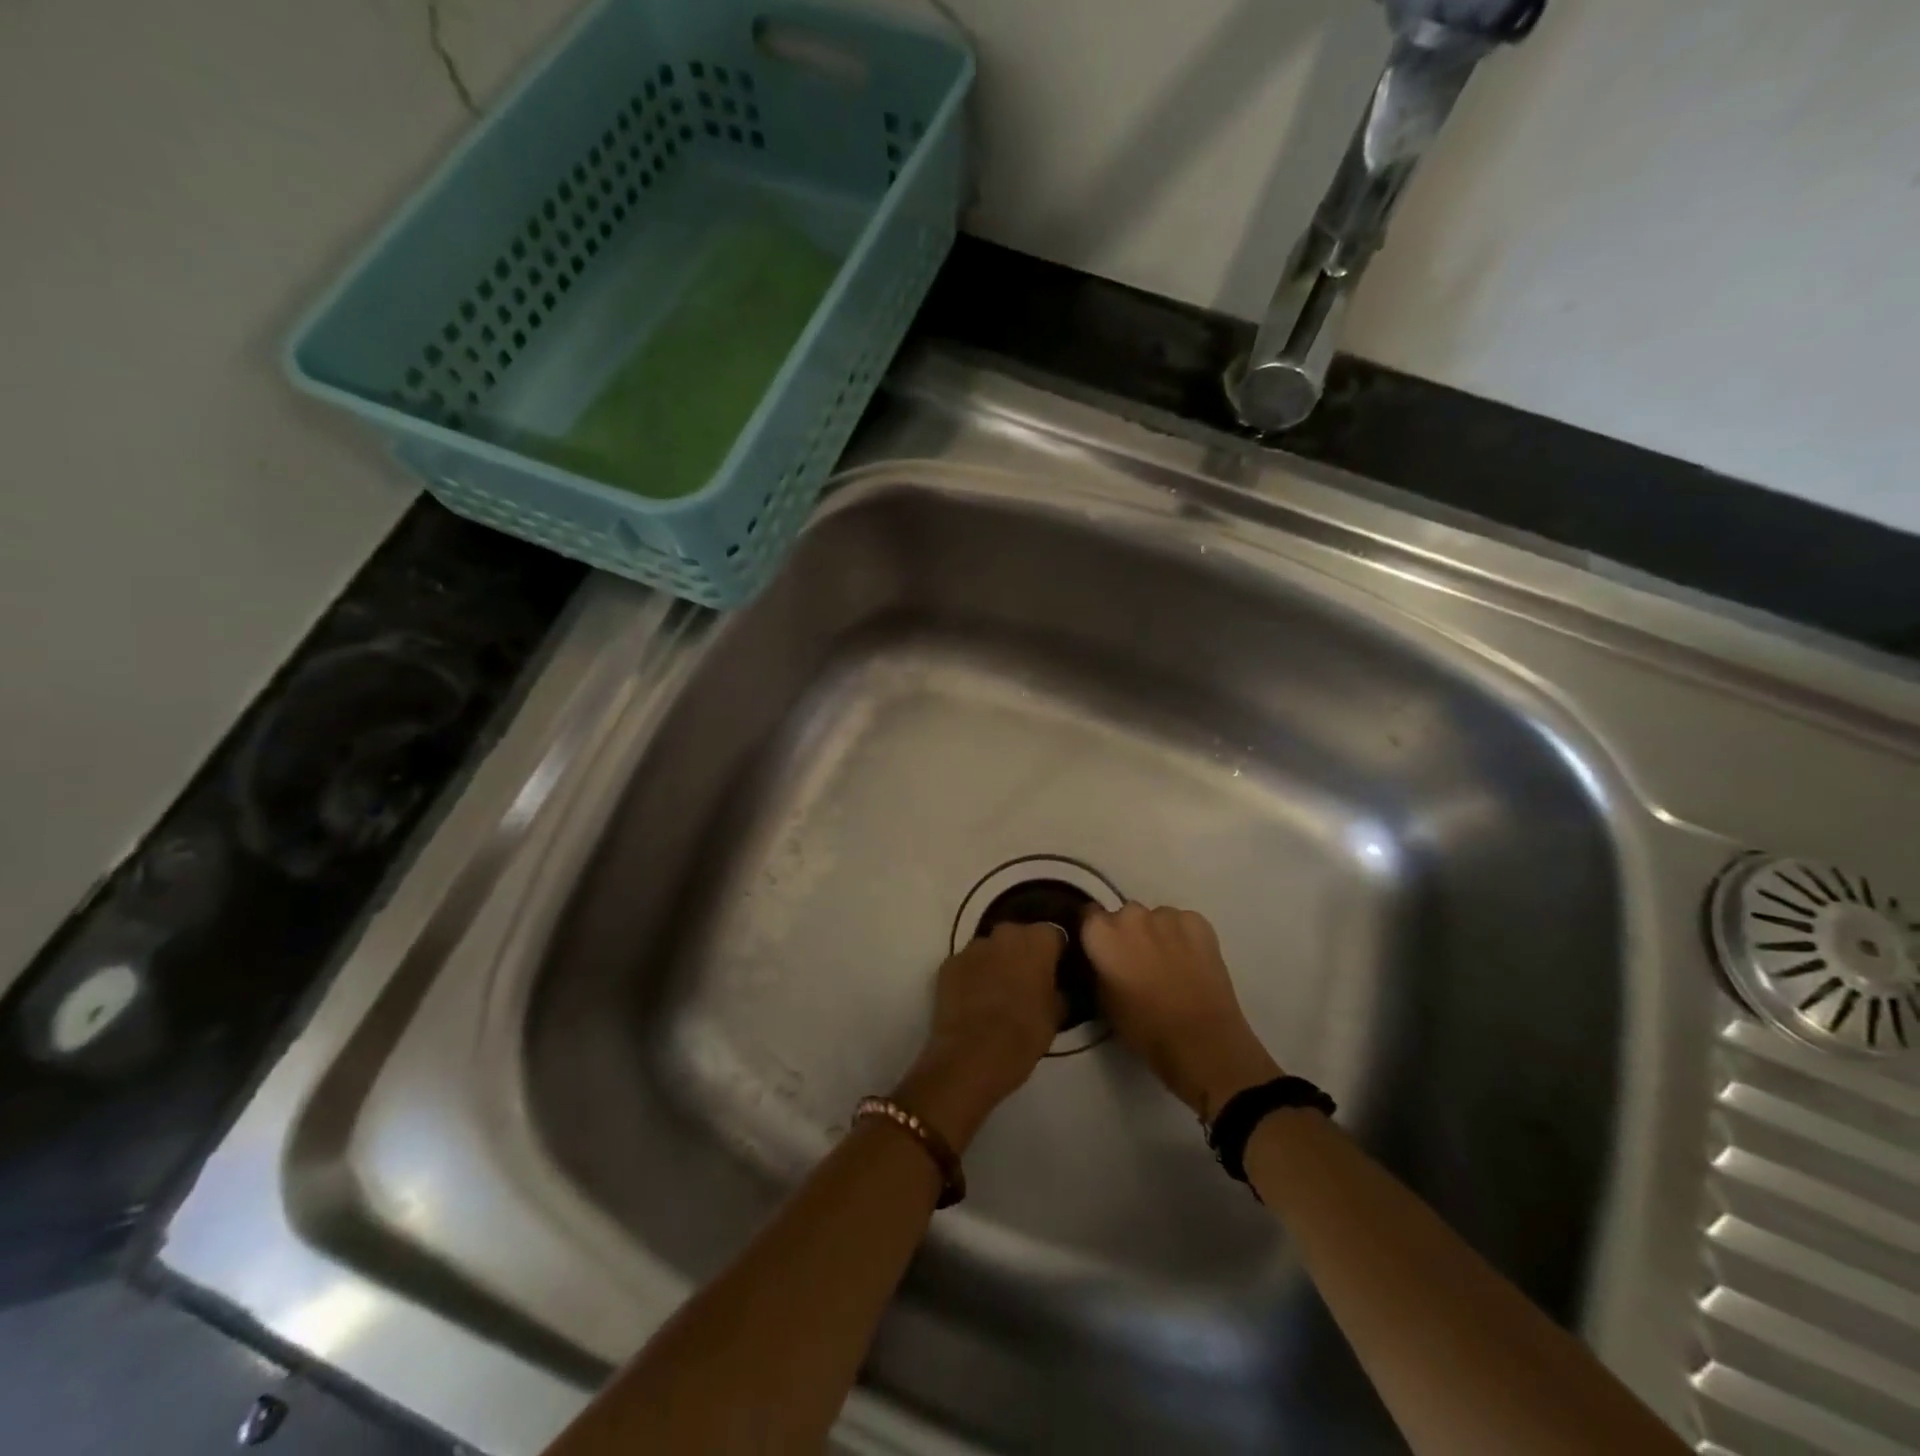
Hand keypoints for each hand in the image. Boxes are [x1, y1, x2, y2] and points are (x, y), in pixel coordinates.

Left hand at [894, 923, 1065, 1151]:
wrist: (972, 1056)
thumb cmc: (1024, 1033)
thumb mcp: (1056, 1015)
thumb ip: (1057, 990)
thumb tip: (1055, 987)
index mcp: (1036, 941)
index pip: (1053, 934)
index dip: (1056, 952)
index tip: (1057, 971)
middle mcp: (1004, 934)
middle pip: (1019, 936)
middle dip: (1024, 952)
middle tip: (1028, 980)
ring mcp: (972, 947)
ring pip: (991, 948)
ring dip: (996, 961)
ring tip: (999, 991)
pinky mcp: (948, 964)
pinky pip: (968, 964)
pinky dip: (973, 975)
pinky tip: (975, 999)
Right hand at [1080, 902, 1281, 1122]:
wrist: (1202, 1040)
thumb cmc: (1144, 1028)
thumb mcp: (1103, 1001)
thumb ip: (1098, 969)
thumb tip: (1103, 960)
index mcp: (1100, 933)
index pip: (1088, 915)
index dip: (1095, 933)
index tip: (1102, 950)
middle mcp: (1130, 915)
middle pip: (1123, 915)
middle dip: (1127, 933)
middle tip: (1137, 961)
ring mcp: (1166, 915)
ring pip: (1155, 918)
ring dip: (1156, 934)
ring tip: (1168, 964)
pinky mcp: (1198, 921)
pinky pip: (1183, 923)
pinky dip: (1184, 937)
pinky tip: (1191, 962)